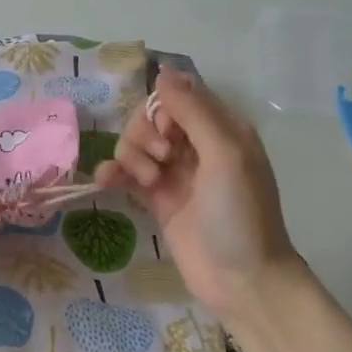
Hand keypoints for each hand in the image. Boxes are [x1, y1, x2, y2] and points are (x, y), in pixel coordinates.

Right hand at [94, 68, 302, 319]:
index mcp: (221, 128)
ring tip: (148, 183)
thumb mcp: (225, 154)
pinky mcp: (155, 199)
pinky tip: (108, 182)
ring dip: (132, 155)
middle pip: (151, 117)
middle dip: (145, 133)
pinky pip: (125, 172)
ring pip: (135, 142)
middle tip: (161, 162)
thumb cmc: (241, 214)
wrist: (242, 280)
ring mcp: (174, 172)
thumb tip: (163, 71)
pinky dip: (114, 172)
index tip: (171, 135)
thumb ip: (193, 111)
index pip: (177, 95)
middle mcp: (196, 145)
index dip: (163, 108)